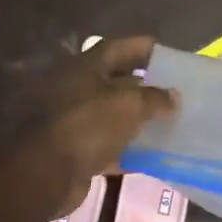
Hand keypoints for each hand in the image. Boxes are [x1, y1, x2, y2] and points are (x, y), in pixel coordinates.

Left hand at [22, 36, 175, 214]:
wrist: (47, 174)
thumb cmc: (89, 125)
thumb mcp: (129, 105)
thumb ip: (156, 98)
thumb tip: (174, 96)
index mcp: (86, 67)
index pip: (119, 47)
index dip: (144, 47)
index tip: (168, 54)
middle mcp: (78, 88)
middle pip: (117, 81)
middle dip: (145, 85)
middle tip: (174, 90)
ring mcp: (75, 120)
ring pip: (114, 114)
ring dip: (139, 118)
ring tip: (169, 121)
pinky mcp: (77, 149)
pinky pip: (109, 144)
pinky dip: (129, 148)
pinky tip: (153, 154)